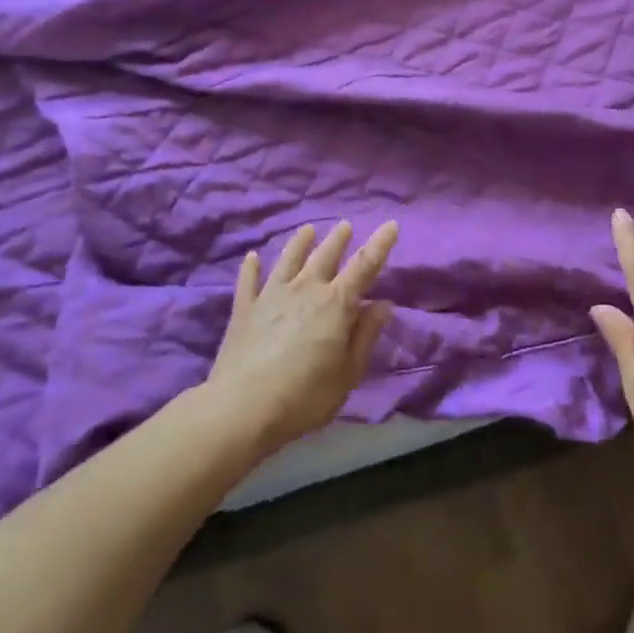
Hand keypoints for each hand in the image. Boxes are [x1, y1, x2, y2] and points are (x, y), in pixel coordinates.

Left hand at [204, 220, 398, 455]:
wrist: (243, 408)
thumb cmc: (305, 396)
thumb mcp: (348, 373)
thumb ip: (365, 335)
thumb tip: (382, 304)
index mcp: (336, 304)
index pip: (364, 266)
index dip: (380, 244)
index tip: (390, 225)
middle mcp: (305, 289)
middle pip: (325, 255)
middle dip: (338, 239)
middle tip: (345, 225)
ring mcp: (271, 295)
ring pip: (288, 259)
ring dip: (300, 242)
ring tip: (307, 230)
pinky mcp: (245, 308)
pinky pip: (249, 280)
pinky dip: (251, 267)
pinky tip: (252, 257)